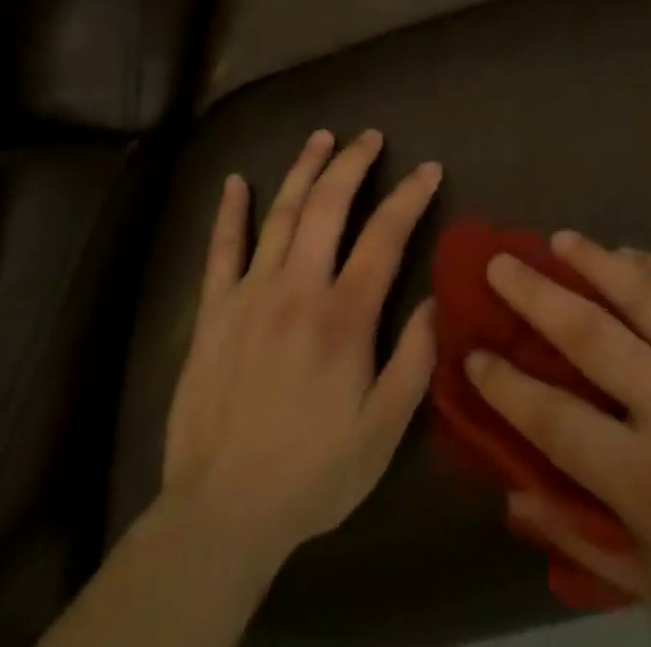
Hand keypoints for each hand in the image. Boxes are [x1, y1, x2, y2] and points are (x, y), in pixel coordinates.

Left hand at [161, 128, 441, 561]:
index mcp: (344, 315)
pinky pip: (221, 250)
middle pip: (328, 206)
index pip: (385, 235)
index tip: (428, 167)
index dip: (410, 195)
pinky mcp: (213, 312)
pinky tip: (234, 182)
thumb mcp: (383, 430)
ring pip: (280, 214)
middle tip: (370, 136)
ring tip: (321, 138)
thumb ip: (415, 359)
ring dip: (303, 170)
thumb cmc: (313, 472)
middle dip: (353, 163)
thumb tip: (437, 298)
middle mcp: (298, 288)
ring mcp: (250, 294)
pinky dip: (229, 212)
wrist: (220, 515)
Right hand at [465, 232, 650, 645]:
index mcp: (649, 482)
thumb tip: (511, 492)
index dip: (506, 385)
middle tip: (501, 263)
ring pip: (648, 299)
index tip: (473, 351)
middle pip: (592, 338)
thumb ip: (578, 535)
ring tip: (561, 239)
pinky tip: (634, 253)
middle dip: (537, 296)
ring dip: (598, 263)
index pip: (555, 418)